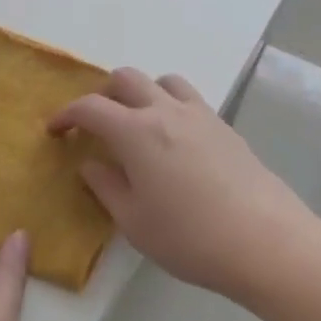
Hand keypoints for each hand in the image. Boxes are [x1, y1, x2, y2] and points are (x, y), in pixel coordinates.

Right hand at [48, 70, 313, 303]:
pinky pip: (190, 100)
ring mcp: (201, 115)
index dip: (66, 114)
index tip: (55, 130)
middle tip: (95, 123)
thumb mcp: (134, 221)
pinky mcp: (226, 127)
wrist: (266, 242)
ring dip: (142, 92)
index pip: (91, 107)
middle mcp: (166, 111)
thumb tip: (90, 163)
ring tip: (137, 123)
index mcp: (136, 132)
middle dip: (103, 93)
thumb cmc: (189, 237)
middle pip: (127, 79)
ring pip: (164, 81)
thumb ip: (106, 186)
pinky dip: (171, 106)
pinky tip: (174, 142)